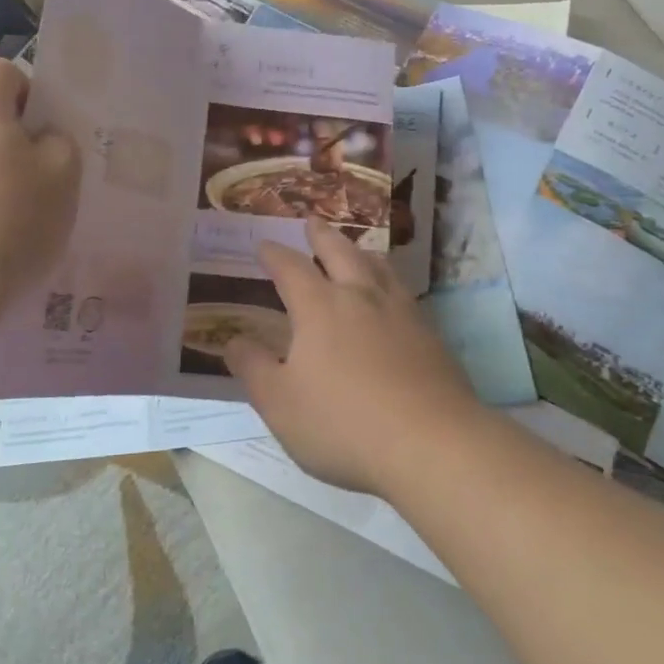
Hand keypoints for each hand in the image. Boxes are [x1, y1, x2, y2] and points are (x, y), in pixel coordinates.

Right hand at [228, 217, 482, 494]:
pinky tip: (393, 296)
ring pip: (378, 266)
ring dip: (360, 251)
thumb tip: (233, 340)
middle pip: (339, 251)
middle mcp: (360, 296)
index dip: (274, 254)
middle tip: (312, 220)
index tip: (263, 244)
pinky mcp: (430, 333)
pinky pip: (403, 291)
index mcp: (319, 307)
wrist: (431, 442)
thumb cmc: (343, 423)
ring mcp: (400, 310)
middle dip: (321, 235)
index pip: (291, 268)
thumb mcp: (280, 403)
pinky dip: (389, 280)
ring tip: (356, 248)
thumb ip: (253, 368)